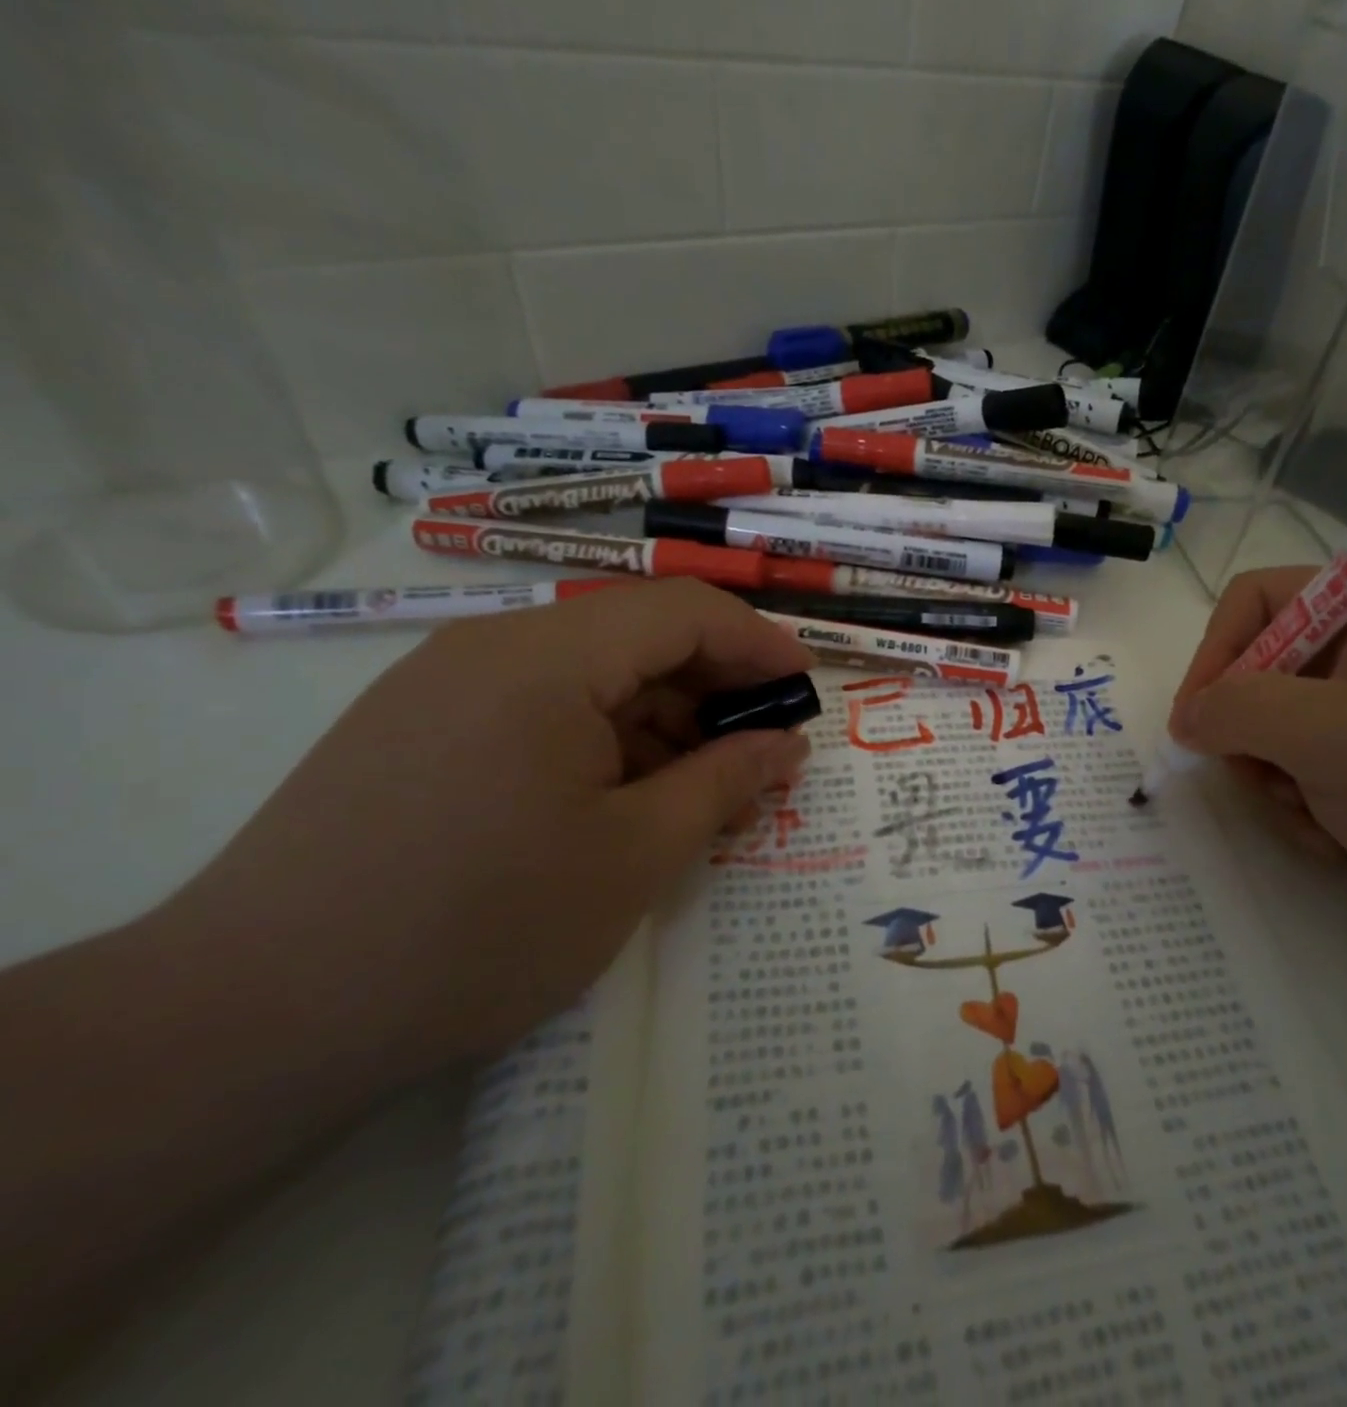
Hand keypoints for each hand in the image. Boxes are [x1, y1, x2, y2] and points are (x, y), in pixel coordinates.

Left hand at [177, 579, 813, 1065]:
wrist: (256, 1019)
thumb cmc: (479, 928)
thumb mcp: (635, 856)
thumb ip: (725, 783)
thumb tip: (788, 743)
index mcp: (545, 659)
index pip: (681, 611)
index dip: (757, 643)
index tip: (806, 690)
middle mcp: (490, 649)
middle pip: (634, 637)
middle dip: (712, 688)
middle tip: (761, 754)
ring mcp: (443, 688)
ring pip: (587, 677)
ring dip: (659, 722)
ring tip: (700, 794)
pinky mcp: (418, 731)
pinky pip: (539, 710)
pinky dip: (602, 742)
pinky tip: (623, 803)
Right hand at [1170, 566, 1346, 922]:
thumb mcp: (1333, 735)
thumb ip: (1240, 709)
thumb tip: (1185, 720)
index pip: (1255, 599)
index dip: (1216, 651)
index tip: (1198, 717)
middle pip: (1251, 670)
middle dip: (1248, 733)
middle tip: (1263, 775)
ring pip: (1262, 729)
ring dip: (1272, 778)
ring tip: (1313, 811)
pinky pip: (1289, 768)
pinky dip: (1298, 804)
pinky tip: (1336, 831)